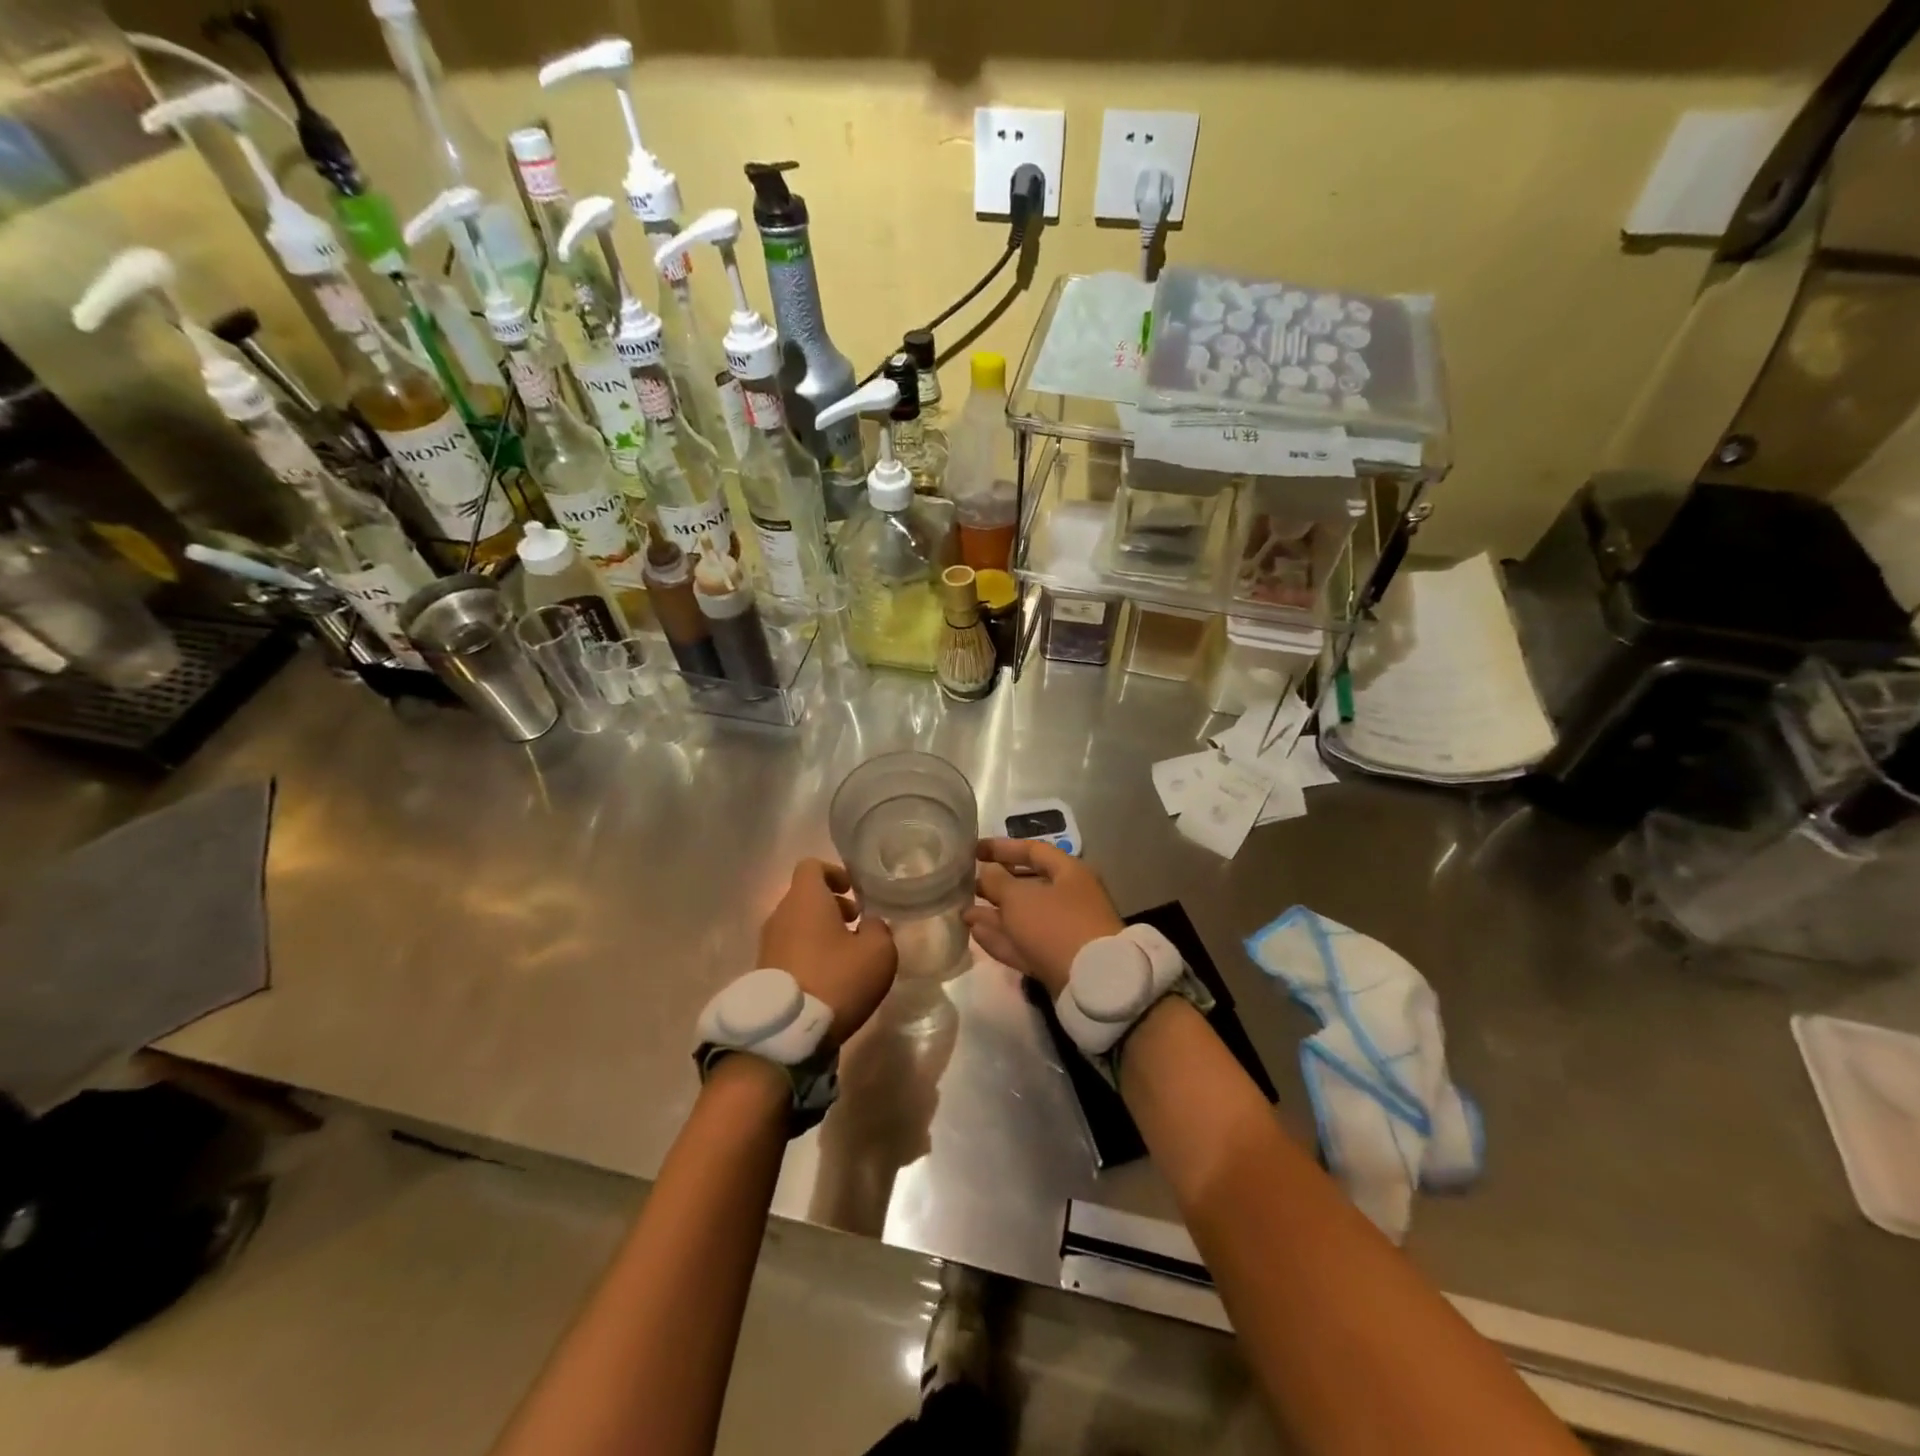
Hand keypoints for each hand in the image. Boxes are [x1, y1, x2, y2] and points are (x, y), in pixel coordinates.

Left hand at [759, 859, 897, 1044]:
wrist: (786, 1032)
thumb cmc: (836, 979)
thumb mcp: (878, 952)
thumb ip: (878, 928)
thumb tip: (868, 925)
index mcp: (805, 898)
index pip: (812, 866)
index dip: (834, 873)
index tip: (853, 892)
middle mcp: (780, 914)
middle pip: (805, 897)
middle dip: (832, 906)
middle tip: (857, 925)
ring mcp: (767, 944)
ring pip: (797, 925)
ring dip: (821, 932)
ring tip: (847, 957)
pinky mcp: (763, 972)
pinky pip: (789, 950)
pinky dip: (808, 954)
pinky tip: (829, 979)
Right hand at [964, 838, 1124, 996]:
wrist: (1091, 982)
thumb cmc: (1055, 925)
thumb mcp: (1020, 898)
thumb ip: (997, 882)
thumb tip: (986, 871)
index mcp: (1069, 873)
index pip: (1033, 850)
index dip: (1002, 847)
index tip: (974, 850)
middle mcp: (1069, 898)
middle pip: (1027, 885)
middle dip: (995, 885)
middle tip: (965, 885)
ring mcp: (1064, 931)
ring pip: (1023, 917)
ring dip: (994, 914)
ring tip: (963, 912)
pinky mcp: (1057, 960)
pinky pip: (1025, 942)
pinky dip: (1002, 937)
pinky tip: (975, 934)